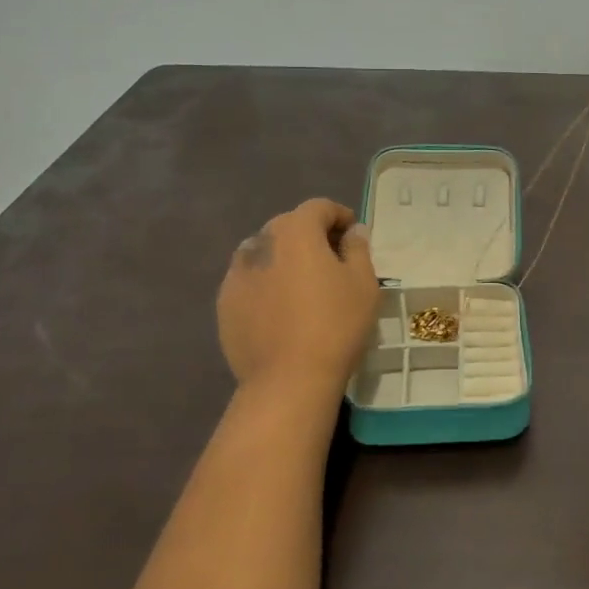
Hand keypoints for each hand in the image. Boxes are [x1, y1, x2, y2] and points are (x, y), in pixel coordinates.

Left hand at [217, 199, 377, 407]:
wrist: (287, 380)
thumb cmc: (335, 325)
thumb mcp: (363, 283)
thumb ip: (358, 248)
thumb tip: (352, 231)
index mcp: (295, 231)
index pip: (318, 207)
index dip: (339, 215)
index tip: (353, 236)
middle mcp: (260, 242)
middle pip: (288, 225)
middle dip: (311, 234)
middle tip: (332, 259)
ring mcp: (237, 273)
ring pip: (264, 251)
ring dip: (284, 256)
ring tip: (302, 283)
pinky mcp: (224, 303)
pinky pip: (249, 280)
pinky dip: (265, 282)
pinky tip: (279, 308)